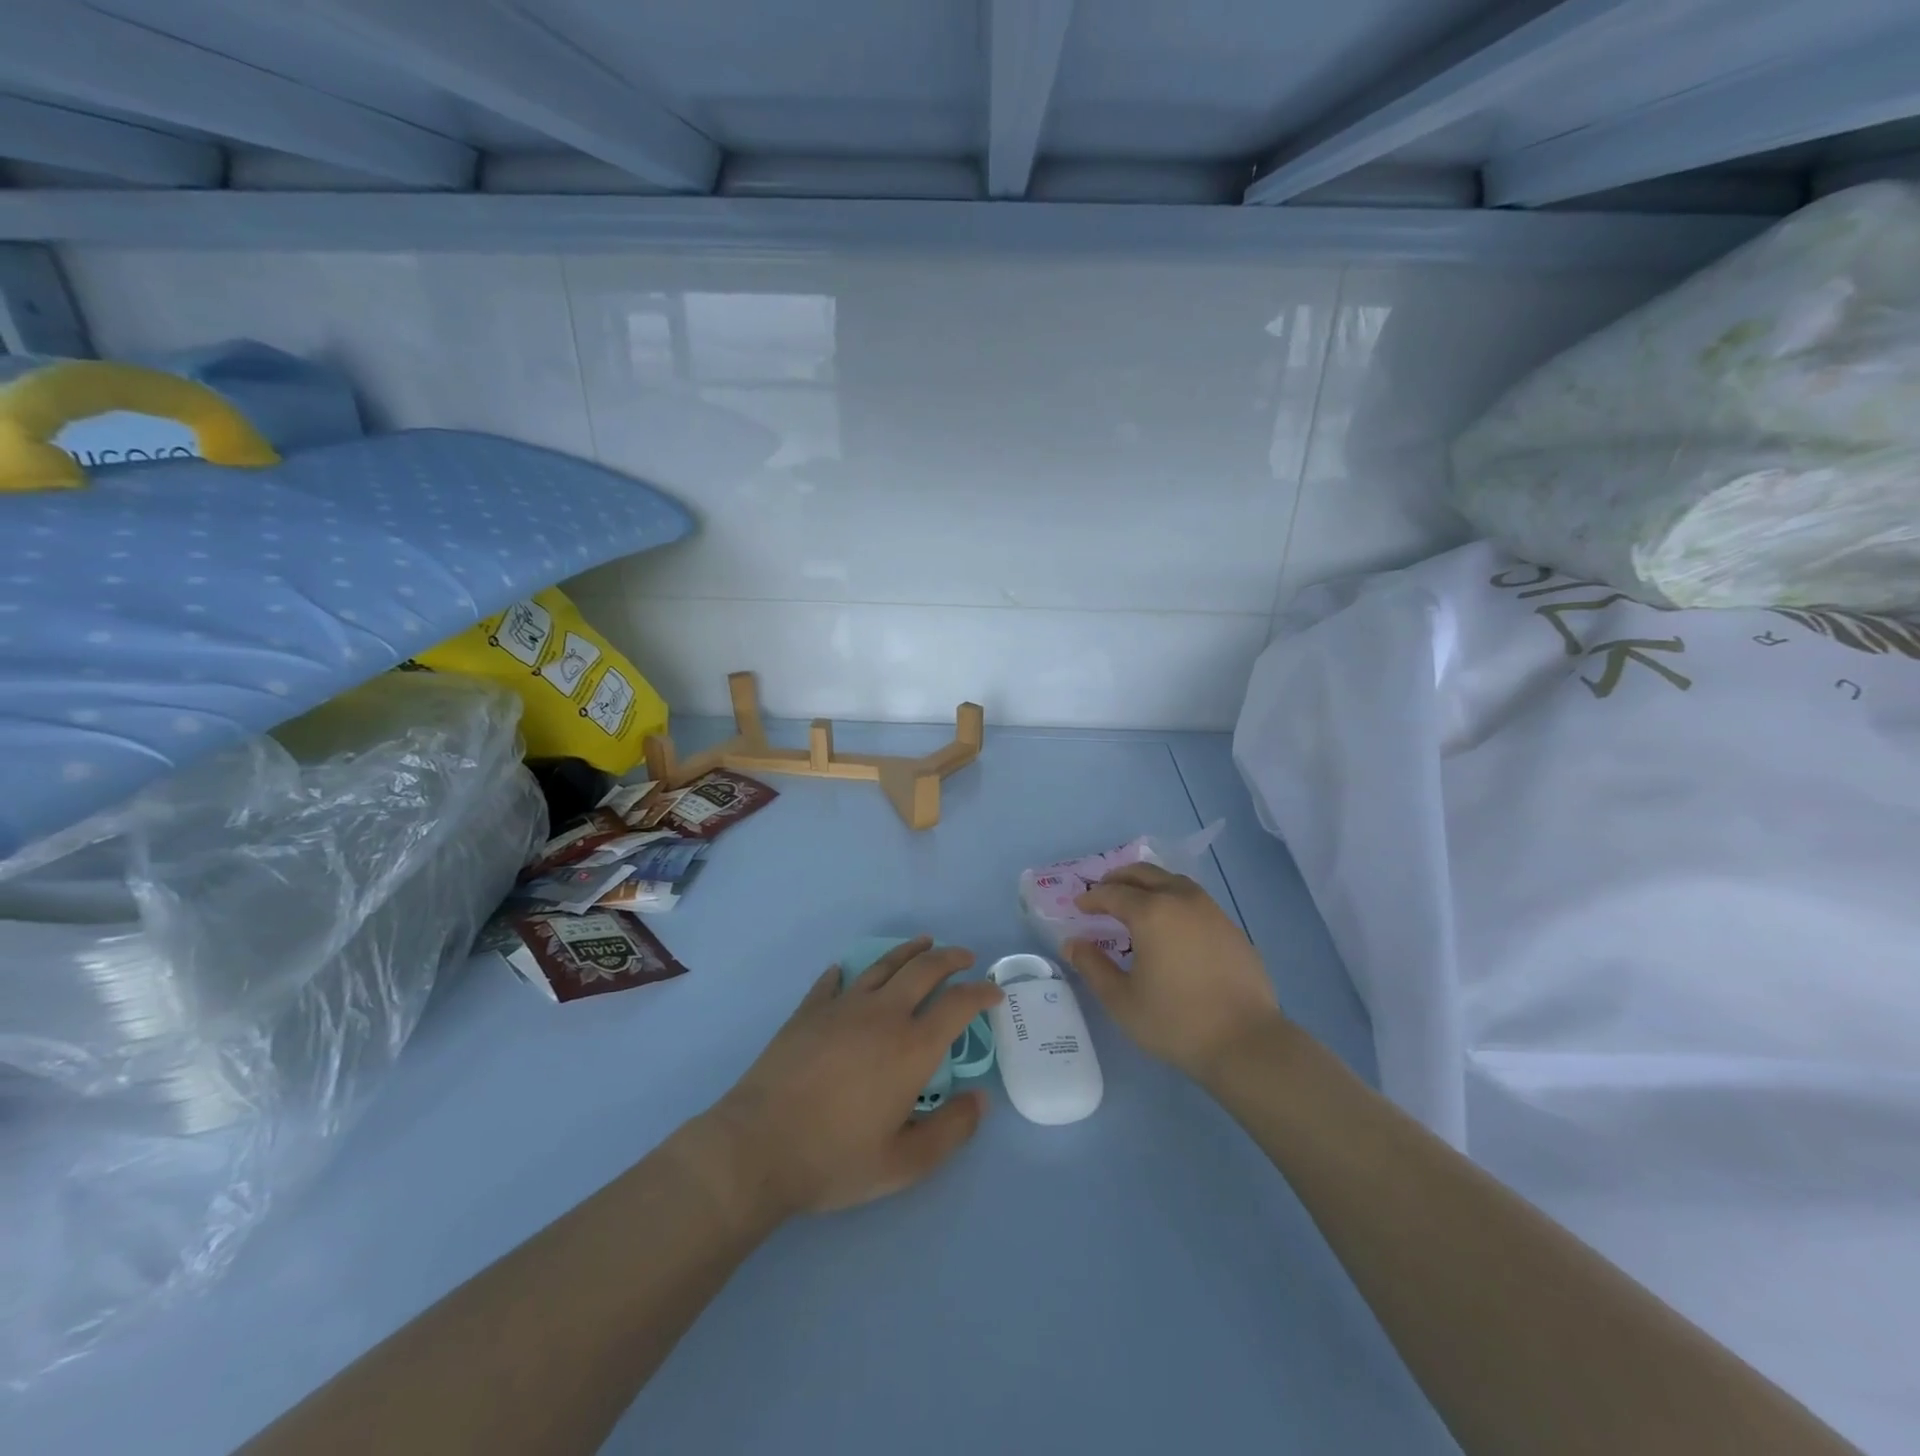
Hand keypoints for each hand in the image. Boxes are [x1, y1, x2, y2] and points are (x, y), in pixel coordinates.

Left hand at [705, 938, 1003, 1219]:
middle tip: (965, 957)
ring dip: (910, 951)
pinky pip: (834, 981)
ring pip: (884, 965)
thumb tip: (981, 1099)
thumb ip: (951, 1130)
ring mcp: (843, 1007)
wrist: (758, 1147)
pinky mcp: (809, 1011)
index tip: (993, 992)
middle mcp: (883, 1014)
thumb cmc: (835, 1159)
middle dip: (951, 958)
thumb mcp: (904, 1163)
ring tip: (925, 943)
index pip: (959, 1004)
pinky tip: (847, 972)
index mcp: (912, 1047)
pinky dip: (847, 973)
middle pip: (925, 970)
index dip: (981, 992)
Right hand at [1065, 863, 1282, 1080]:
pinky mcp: (1230, 927)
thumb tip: (1072, 943)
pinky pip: (1194, 899)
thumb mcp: (1122, 1000)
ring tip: (1135, 903)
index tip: (1078, 907)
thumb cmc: (1175, 1021)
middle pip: (1144, 874)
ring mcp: (1210, 910)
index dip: (1092, 898)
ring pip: (1172, 881)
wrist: (1246, 1042)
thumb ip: (1092, 966)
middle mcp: (1181, 900)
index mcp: (1151, 913)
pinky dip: (1173, 899)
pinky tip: (1170, 924)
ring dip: (1148, 884)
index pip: (1112, 893)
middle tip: (1102, 894)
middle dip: (1118, 879)